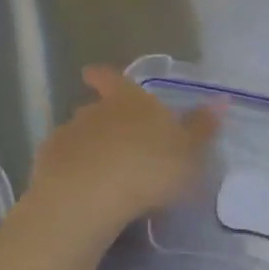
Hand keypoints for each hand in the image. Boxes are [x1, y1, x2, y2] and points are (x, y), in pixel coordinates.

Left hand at [27, 66, 221, 236]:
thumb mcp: (188, 151)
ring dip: (88, 149)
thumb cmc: (150, 167)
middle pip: (95, 108)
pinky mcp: (47, 166)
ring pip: (78, 136)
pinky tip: (81, 192)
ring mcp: (67, 136)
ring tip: (101, 173)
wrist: (90, 196)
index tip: (91, 73)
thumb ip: (201, 127)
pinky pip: (62, 164)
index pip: (113, 79)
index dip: (105, 77)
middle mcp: (94, 111)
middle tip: (117, 140)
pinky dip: (71, 173)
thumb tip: (221, 99)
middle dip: (102, 120)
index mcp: (129, 101)